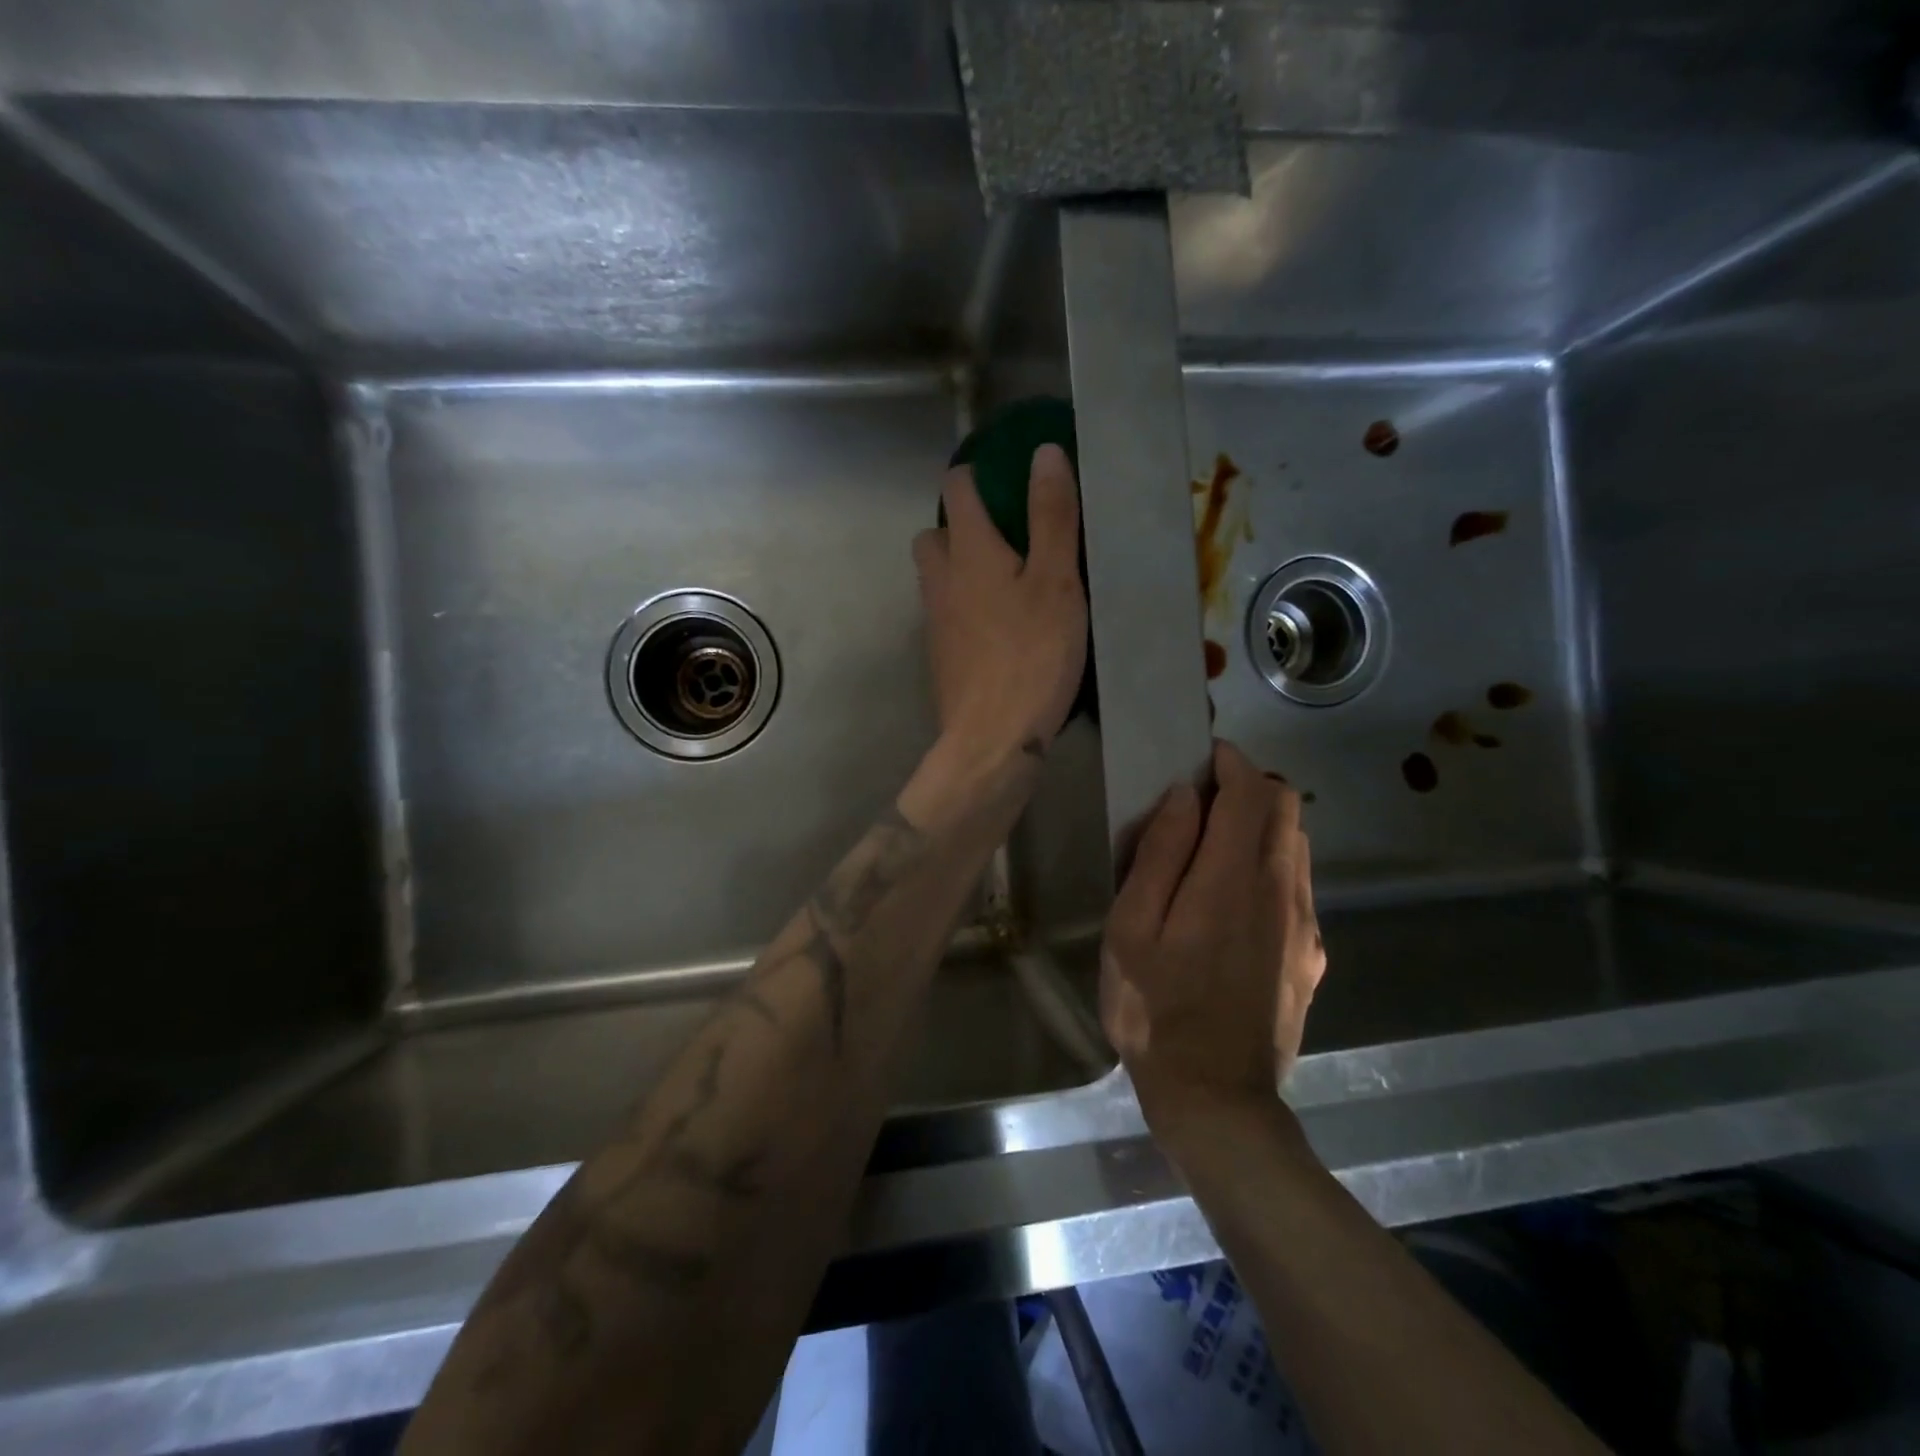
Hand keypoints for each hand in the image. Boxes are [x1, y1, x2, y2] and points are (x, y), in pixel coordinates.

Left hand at [912, 445, 1087, 765]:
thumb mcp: (1057, 582)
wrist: (992, 739)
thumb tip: (1044, 453)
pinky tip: (997, 628)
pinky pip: (944, 614)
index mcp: (969, 552)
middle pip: (933, 535)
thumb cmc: (1032, 656)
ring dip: (958, 568)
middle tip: (1004, 538)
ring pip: (935, 577)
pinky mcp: (940, 656)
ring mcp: (935, 622)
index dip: (974, 475)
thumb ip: (1051, 517)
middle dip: (958, 526)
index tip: (1002, 478)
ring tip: (1005, 582)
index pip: (956, 490)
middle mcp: (941, 580)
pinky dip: (962, 607)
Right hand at [1100, 742, 1325, 1129]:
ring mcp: (1306, 926)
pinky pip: (1297, 885)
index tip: (1200, 760)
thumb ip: (1160, 855)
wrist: (1217, 1099)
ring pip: (1297, 845)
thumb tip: (1182, 798)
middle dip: (1249, 786)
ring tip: (1212, 848)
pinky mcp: (1312, 956)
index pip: (1252, 791)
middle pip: (1288, 807)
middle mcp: (1283, 891)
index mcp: (1234, 878)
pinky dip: (1270, 865)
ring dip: (1261, 826)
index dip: (1229, 763)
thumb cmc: (1155, 1009)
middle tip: (1201, 802)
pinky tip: (1232, 901)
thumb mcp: (1131, 929)